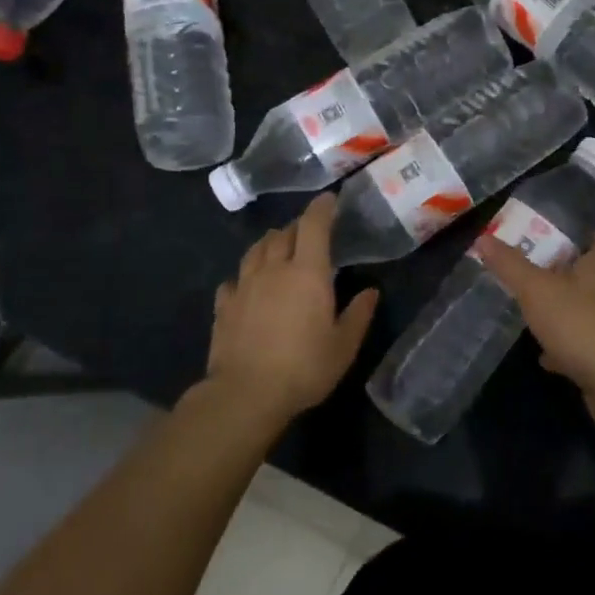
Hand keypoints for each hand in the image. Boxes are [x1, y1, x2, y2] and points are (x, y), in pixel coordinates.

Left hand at [207, 194, 378, 420]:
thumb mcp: (344, 345)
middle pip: (283, 234)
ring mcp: (244, 286)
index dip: (322, 208)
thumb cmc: (304, 367)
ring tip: (279, 248)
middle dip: (298, 227)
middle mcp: (274, 269)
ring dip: (270, 243)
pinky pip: (234, 279)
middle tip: (309, 232)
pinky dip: (245, 275)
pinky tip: (248, 285)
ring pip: (256, 250)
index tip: (330, 199)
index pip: (314, 225)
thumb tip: (370, 292)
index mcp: (308, 272)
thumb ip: (358, 314)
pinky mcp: (224, 307)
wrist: (245, 395)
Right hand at [475, 230, 594, 425]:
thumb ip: (510, 265)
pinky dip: (565, 346)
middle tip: (539, 272)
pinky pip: (583, 344)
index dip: (592, 238)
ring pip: (587, 311)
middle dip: (569, 274)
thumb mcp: (536, 289)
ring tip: (536, 312)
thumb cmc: (578, 322)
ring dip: (565, 310)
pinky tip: (544, 354)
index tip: (569, 238)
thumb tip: (484, 238)